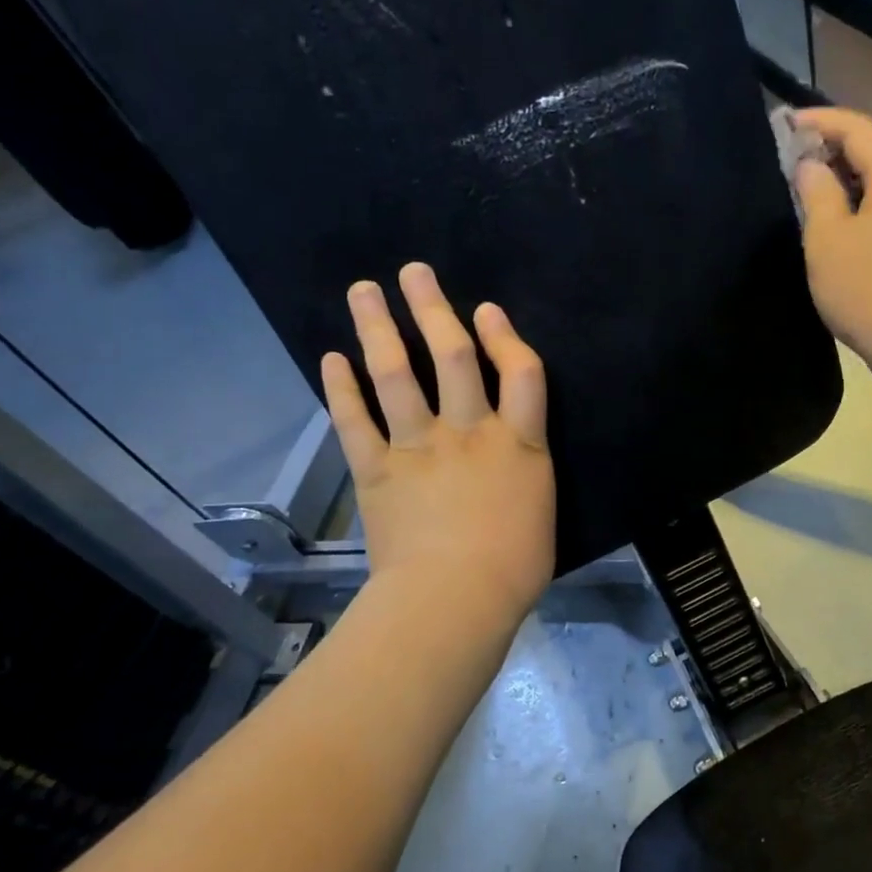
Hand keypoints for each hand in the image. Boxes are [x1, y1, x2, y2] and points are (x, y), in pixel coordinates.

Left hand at [321, 263, 554, 624]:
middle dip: (434, 308)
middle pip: (452, 355)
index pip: (521, 372)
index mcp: (519, 444)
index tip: (487, 310)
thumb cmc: (515, 567)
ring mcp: (419, 447)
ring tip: (364, 291)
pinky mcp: (378, 470)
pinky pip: (355, 421)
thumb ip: (525, 478)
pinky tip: (331, 359)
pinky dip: (341, 388)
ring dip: (378, 328)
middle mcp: (469, 432)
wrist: (456, 600)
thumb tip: (512, 466)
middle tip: (415, 272)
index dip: (505, 335)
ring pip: (396, 374)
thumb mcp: (541, 514)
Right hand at [793, 107, 871, 367]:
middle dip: (829, 146)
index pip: (857, 127)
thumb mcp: (828, 239)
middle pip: (871, 150)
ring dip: (840, 178)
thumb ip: (816, 192)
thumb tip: (809, 164)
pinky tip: (831, 222)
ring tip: (803, 186)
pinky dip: (854, 204)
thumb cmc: (868, 290)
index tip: (782, 124)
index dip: (819, 120)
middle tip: (788, 155)